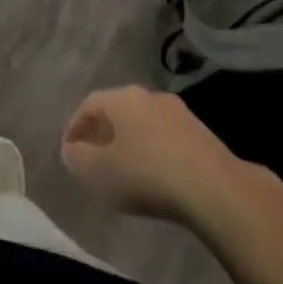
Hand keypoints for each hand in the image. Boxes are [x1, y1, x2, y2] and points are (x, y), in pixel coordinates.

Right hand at [61, 86, 244, 225]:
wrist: (213, 187)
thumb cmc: (145, 174)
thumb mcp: (98, 172)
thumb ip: (77, 159)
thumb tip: (72, 149)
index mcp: (123, 98)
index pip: (90, 104)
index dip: (75, 126)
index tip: (69, 151)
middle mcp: (150, 96)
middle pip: (118, 110)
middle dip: (103, 132)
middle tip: (93, 158)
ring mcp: (179, 112)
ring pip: (144, 123)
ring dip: (130, 142)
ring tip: (123, 170)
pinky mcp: (201, 133)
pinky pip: (166, 138)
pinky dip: (153, 151)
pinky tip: (154, 176)